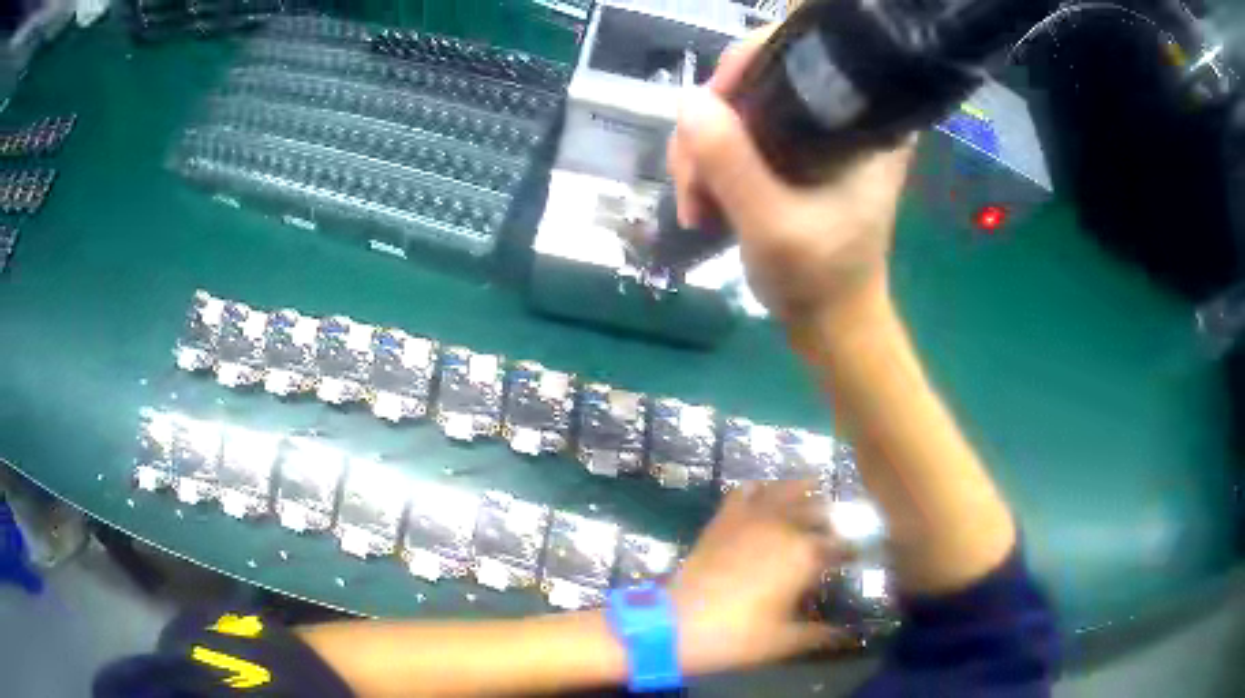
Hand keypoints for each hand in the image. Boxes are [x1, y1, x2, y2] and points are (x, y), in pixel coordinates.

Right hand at [667, 27, 915, 324]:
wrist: (830, 323)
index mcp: (865, 121)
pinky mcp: (794, 153)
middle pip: (758, 78)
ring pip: (738, 107)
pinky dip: (709, 161)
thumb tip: (687, 100)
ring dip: (700, 149)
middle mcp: (842, 115)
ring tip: (693, 203)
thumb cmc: (819, 279)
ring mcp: (815, 134)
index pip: (801, 53)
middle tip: (691, 178)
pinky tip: (699, 200)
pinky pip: (737, 133)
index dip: (746, 65)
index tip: (710, 108)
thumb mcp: (773, 226)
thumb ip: (733, 164)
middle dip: (710, 121)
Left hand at [671, 481, 849, 674]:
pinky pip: (747, 490)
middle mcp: (785, 526)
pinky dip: (762, 489)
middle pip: (820, 510)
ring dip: (805, 493)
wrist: (677, 625)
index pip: (842, 545)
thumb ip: (822, 634)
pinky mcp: (724, 517)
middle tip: (834, 534)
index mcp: (806, 555)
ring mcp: (752, 517)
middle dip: (832, 520)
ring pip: (788, 490)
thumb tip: (847, 635)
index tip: (854, 559)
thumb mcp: (786, 641)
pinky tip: (766, 496)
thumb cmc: (738, 636)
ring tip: (813, 501)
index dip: (851, 551)